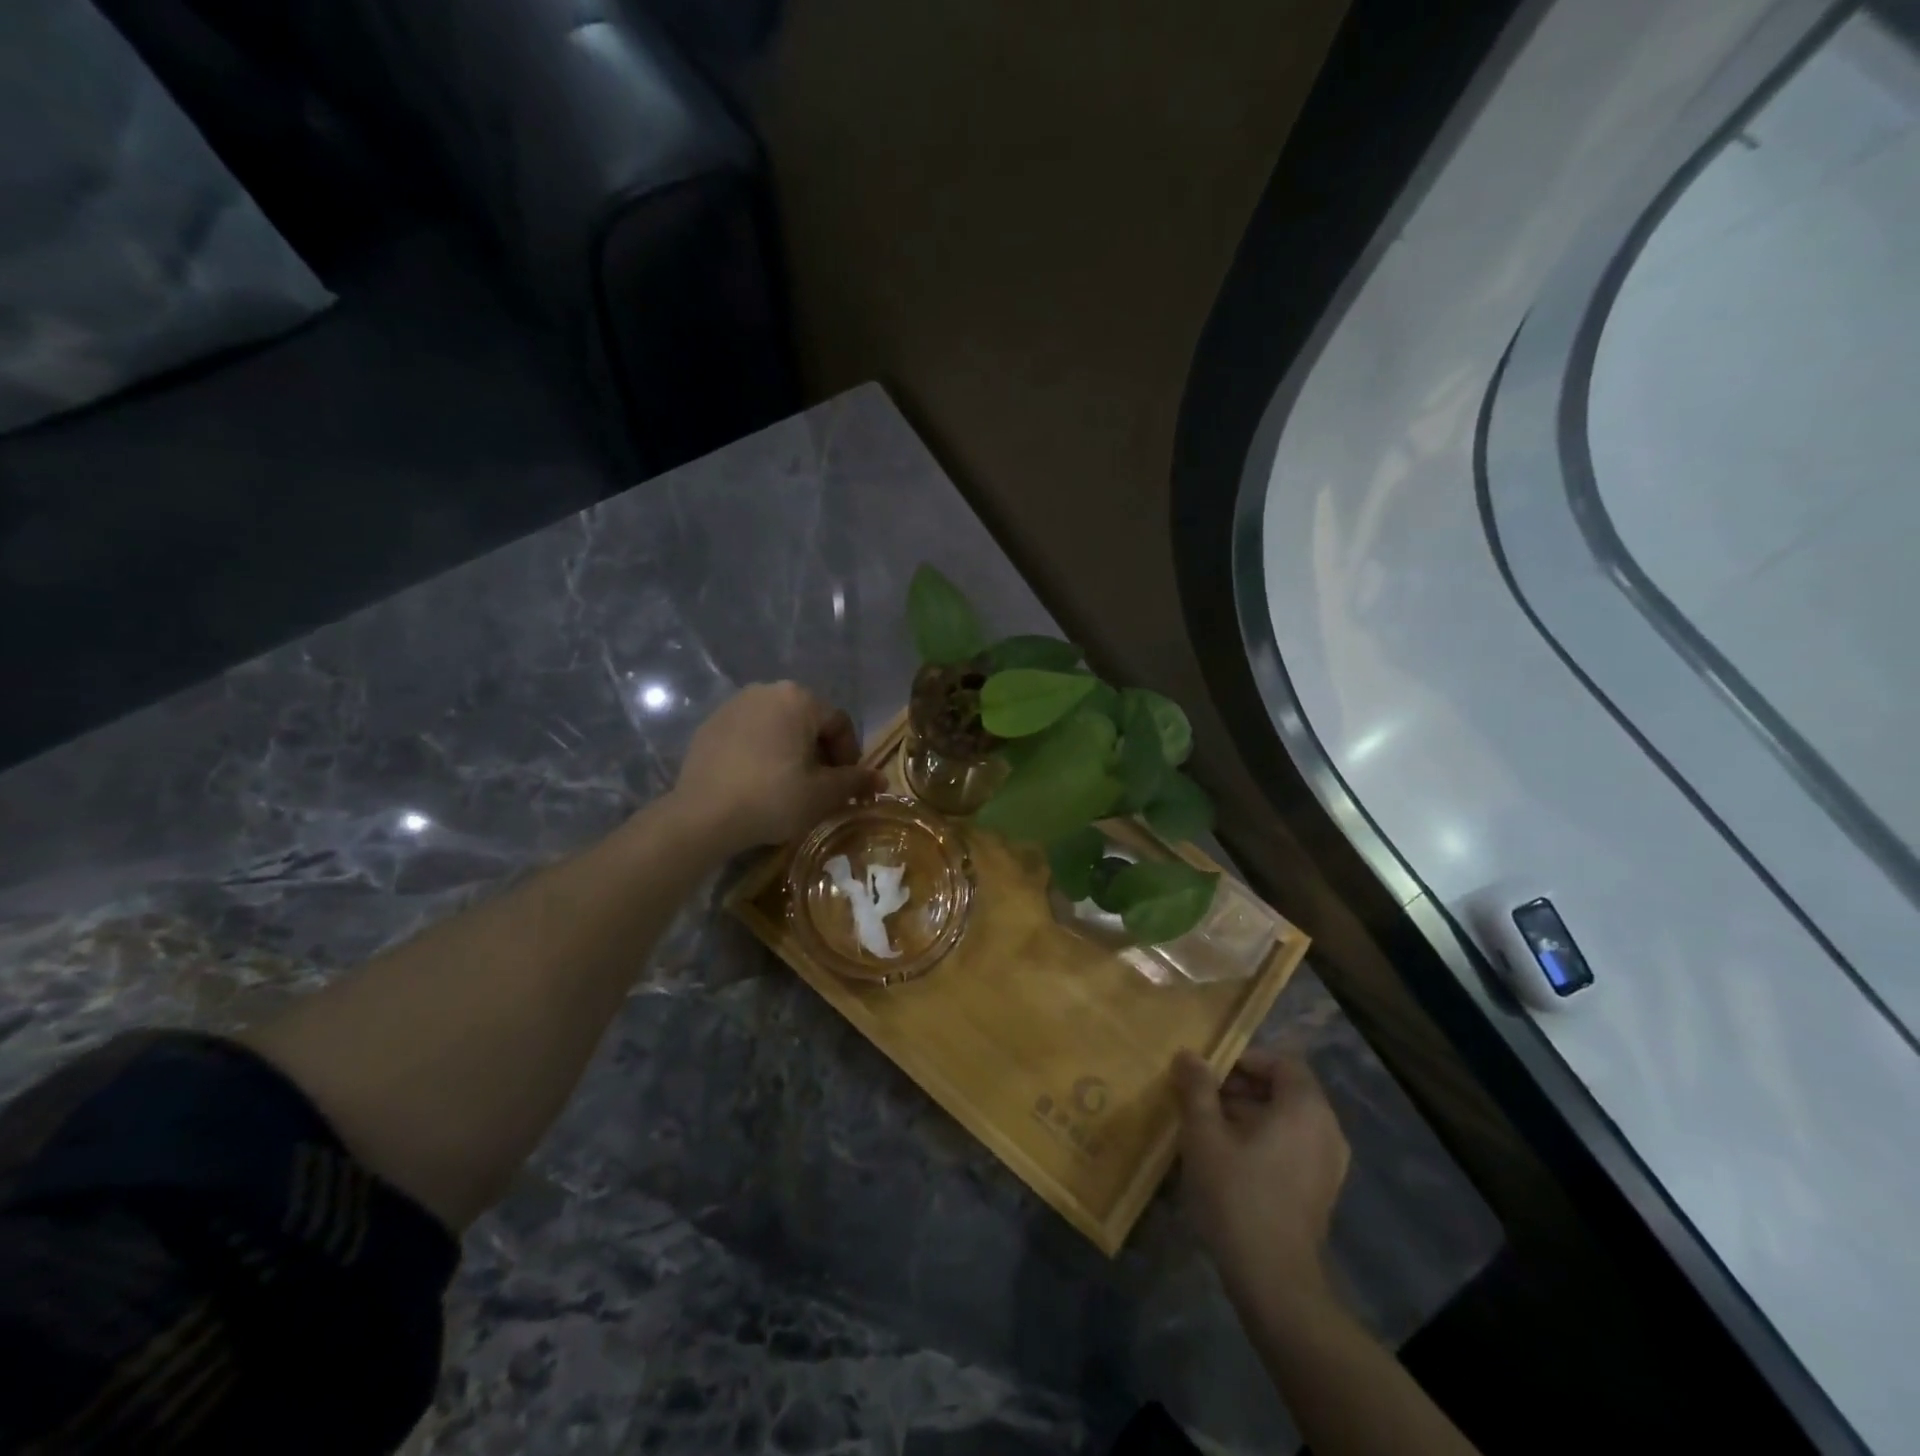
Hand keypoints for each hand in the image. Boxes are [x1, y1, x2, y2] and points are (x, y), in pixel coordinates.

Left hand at [668, 682, 883, 855]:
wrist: (703, 816)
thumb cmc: (773, 798)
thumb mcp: (823, 794)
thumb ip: (855, 781)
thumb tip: (881, 779)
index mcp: (799, 698)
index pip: (839, 724)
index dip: (850, 756)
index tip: (847, 786)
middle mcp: (767, 690)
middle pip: (808, 721)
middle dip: (820, 753)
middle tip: (820, 787)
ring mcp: (733, 705)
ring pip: (778, 726)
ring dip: (791, 751)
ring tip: (790, 785)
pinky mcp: (710, 724)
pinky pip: (749, 734)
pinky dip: (761, 752)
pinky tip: (757, 781)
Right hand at [1174, 1046, 1350, 1307]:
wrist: (1274, 1282)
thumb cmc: (1238, 1195)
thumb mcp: (1204, 1134)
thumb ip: (1197, 1088)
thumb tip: (1189, 1055)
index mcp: (1306, 1108)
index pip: (1282, 1061)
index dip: (1244, 1059)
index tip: (1210, 1073)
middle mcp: (1327, 1130)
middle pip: (1284, 1089)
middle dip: (1241, 1087)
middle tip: (1201, 1099)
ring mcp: (1328, 1164)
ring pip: (1286, 1119)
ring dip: (1248, 1114)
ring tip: (1208, 1128)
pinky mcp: (1321, 1191)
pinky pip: (1292, 1146)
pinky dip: (1263, 1140)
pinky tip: (1228, 1159)